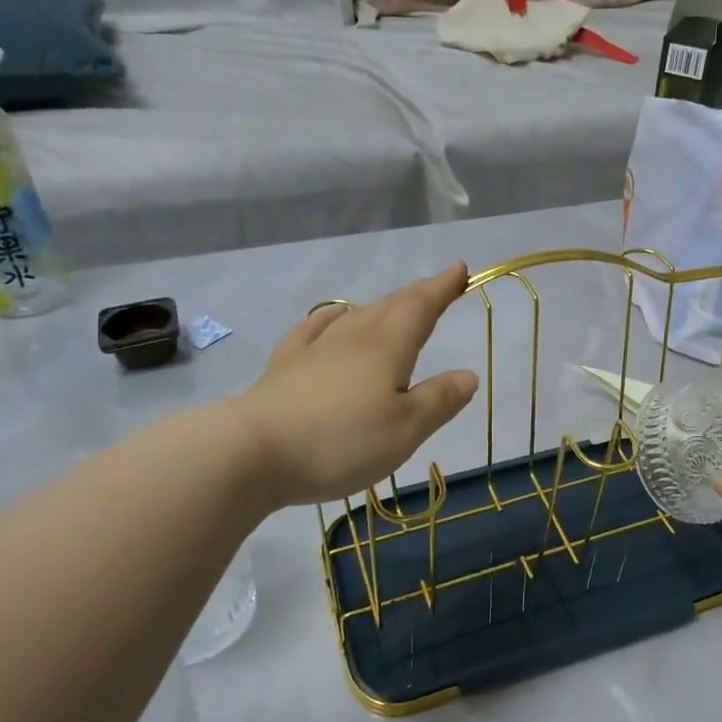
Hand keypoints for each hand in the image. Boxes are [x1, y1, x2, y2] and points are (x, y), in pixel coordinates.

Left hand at [234, 263, 479, 504]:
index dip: (442, 287)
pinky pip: (314, 330)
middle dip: (418, 293)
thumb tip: (468, 374)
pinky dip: (331, 319)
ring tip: (394, 306)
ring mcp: (315, 348)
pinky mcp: (285, 366)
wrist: (253, 452)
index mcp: (388, 347)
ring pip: (356, 315)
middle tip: (438, 286)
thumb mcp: (405, 430)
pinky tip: (331, 319)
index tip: (460, 269)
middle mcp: (353, 337)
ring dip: (382, 306)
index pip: (421, 307)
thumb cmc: (341, 442)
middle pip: (391, 306)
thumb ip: (439, 400)